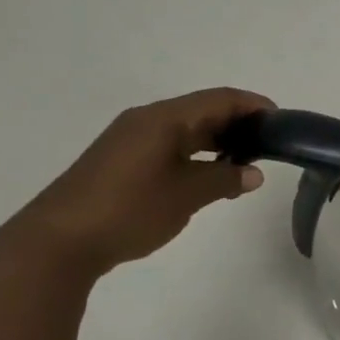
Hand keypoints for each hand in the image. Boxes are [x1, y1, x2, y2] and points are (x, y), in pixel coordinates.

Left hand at [15, 88, 275, 276]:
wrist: (58, 241)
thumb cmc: (129, 209)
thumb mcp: (186, 195)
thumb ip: (224, 179)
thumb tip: (253, 174)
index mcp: (164, 118)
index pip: (219, 99)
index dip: (252, 106)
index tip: (280, 121)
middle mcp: (146, 120)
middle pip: (201, 110)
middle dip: (237, 124)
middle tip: (267, 145)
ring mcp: (129, 140)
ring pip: (183, 130)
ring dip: (215, 141)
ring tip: (243, 162)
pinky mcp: (119, 161)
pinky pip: (167, 146)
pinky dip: (193, 154)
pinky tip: (206, 175)